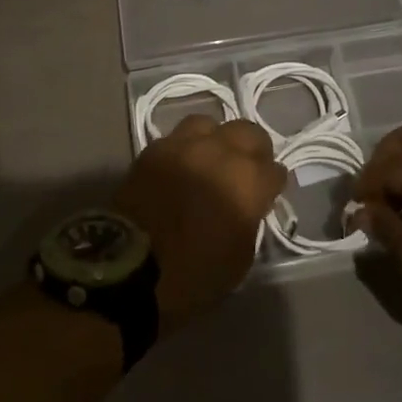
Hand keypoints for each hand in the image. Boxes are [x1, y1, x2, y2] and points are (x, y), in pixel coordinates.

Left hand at [113, 114, 285, 333]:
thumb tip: (246, 207)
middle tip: (247, 171)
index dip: (272, 185)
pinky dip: (184, 149)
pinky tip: (181, 168)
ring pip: (210, 125)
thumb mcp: (238, 260)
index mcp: (248, 182)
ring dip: (215, 141)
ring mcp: (184, 146)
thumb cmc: (192, 276)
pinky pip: (176, 138)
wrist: (127, 270)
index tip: (266, 196)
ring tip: (210, 160)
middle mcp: (220, 153)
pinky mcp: (153, 150)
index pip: (275, 171)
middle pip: (248, 133)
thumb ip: (249, 222)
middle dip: (254, 150)